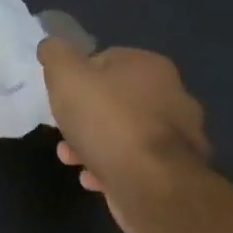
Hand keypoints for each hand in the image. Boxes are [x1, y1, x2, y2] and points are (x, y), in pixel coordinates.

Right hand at [39, 39, 209, 232]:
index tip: (61, 96)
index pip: (104, 60)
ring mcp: (179, 137)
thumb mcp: (65, 75)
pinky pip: (135, 162)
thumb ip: (55, 53)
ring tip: (70, 158)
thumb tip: (52, 46)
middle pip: (113, 99)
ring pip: (122, 133)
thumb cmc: (107, 121)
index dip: (77, 77)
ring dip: (92, 144)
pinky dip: (111, 167)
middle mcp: (172, 96)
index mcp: (150, 66)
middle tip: (62, 130)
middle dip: (83, 116)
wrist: (153, 186)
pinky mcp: (178, 172)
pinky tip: (92, 178)